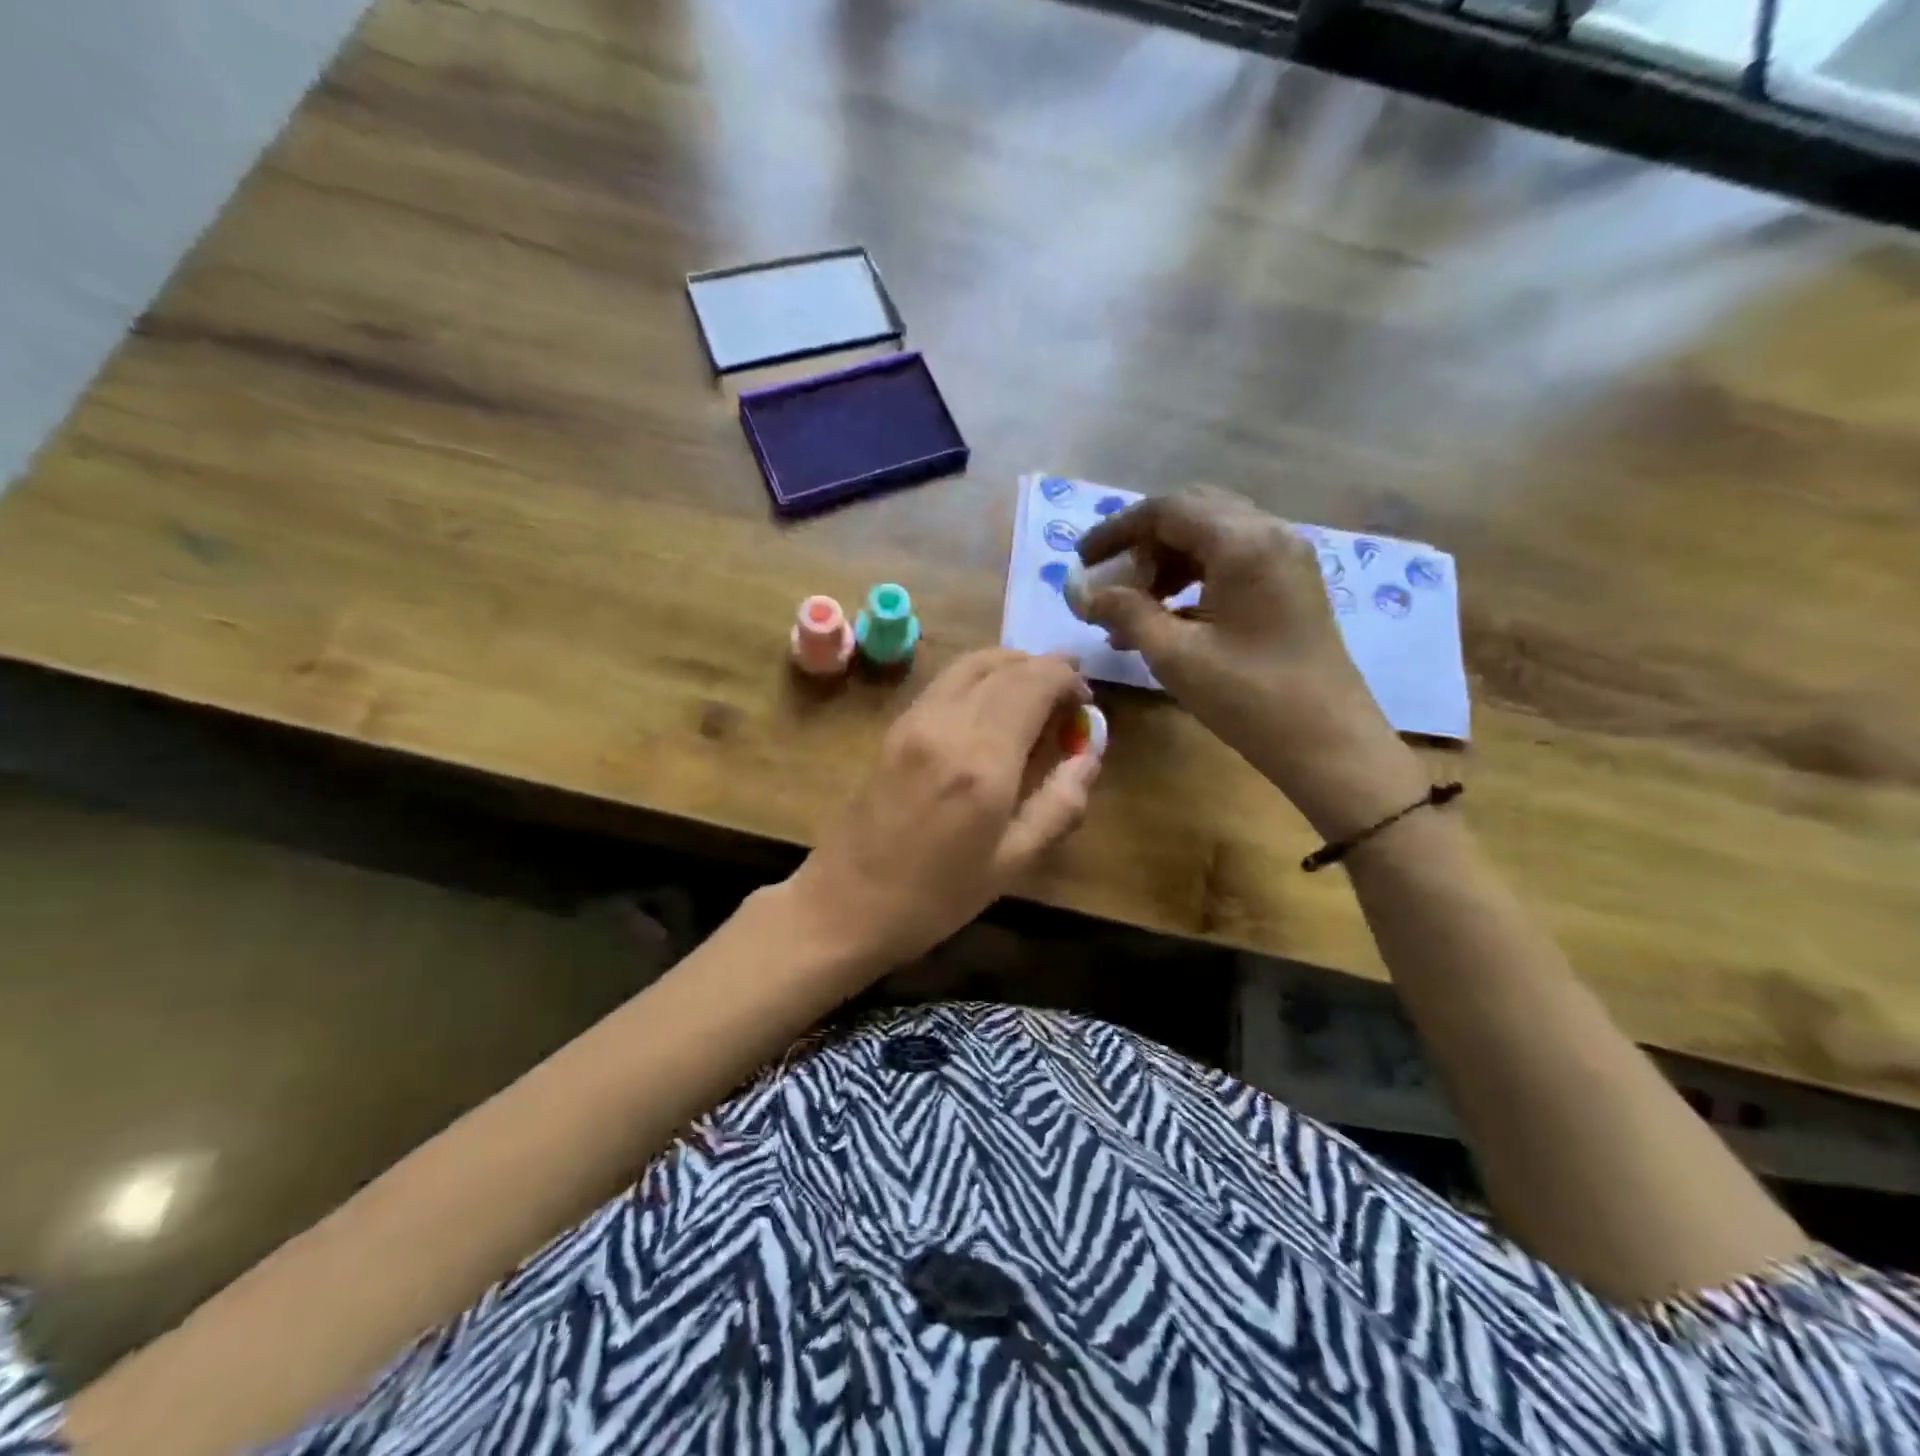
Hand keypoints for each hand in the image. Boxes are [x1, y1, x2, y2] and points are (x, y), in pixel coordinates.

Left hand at [786, 649, 1098, 970]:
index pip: (1034, 682)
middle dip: (1044, 669)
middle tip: (1068, 697)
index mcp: (983, 759)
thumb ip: (1059, 805)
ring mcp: (915, 719)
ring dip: (1010, 666)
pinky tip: (992, 707)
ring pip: (971, 663)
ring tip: (1035, 694)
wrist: (845, 903)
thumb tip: (1090, 757)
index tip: (1086, 701)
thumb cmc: (935, 897)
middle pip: (1005, 665)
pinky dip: (979, 677)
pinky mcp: (895, 726)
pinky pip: (946, 680)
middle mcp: (948, 723)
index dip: (1068, 679)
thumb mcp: (1011, 864)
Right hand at [1078, 487, 1420, 836]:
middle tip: (1108, 580)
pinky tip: (1164, 620)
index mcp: (1243, 543)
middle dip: (1142, 544)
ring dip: (1165, 564)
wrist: (1329, 744)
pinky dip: (1191, 580)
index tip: (1081, 560)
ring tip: (1130, 609)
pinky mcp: (1289, 585)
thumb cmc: (1250, 699)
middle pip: (1191, 514)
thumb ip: (1124, 613)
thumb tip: (1080, 592)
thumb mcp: (1176, 656)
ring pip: (1210, 538)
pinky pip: (1230, 563)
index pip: (1166, 510)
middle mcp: (1269, 534)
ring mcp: (1285, 559)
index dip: (1116, 530)